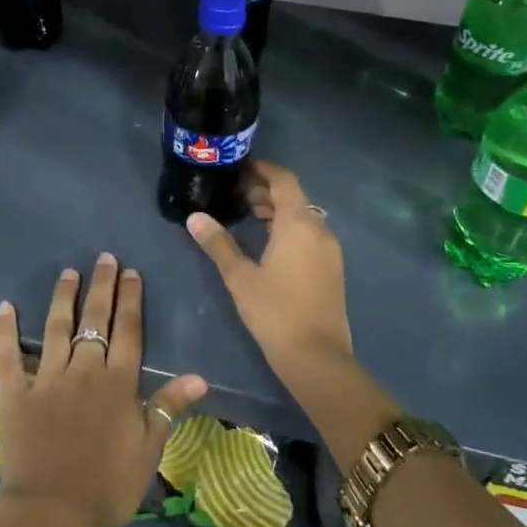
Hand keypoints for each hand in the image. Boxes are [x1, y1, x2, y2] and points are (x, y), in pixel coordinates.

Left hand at [0, 254, 206, 526]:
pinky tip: (5, 306)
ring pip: (56, 327)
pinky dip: (6, 329)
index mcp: (117, 383)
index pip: (128, 331)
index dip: (130, 299)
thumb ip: (169, 407)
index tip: (131, 272)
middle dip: (101, 287)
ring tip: (68, 272)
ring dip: (63, 298)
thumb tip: (199, 377)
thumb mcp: (149, 451)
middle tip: (104, 258)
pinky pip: (9, 355)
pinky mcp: (16, 392)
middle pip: (94, 320)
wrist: (51, 513)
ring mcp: (47, 378)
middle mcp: (83, 370)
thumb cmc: (107, 487)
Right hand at [185, 161, 351, 371]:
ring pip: (303, 216)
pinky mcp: (332, 268)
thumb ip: (218, 243)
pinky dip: (289, 229)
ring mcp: (329, 250)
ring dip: (277, 211)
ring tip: (247, 216)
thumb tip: (195, 217)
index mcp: (298, 224)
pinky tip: (268, 244)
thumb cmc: (275, 312)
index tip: (239, 168)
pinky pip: (310, 234)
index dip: (262, 169)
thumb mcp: (240, 276)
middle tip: (236, 195)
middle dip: (266, 191)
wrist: (317, 357)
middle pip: (294, 196)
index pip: (284, 180)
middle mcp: (319, 229)